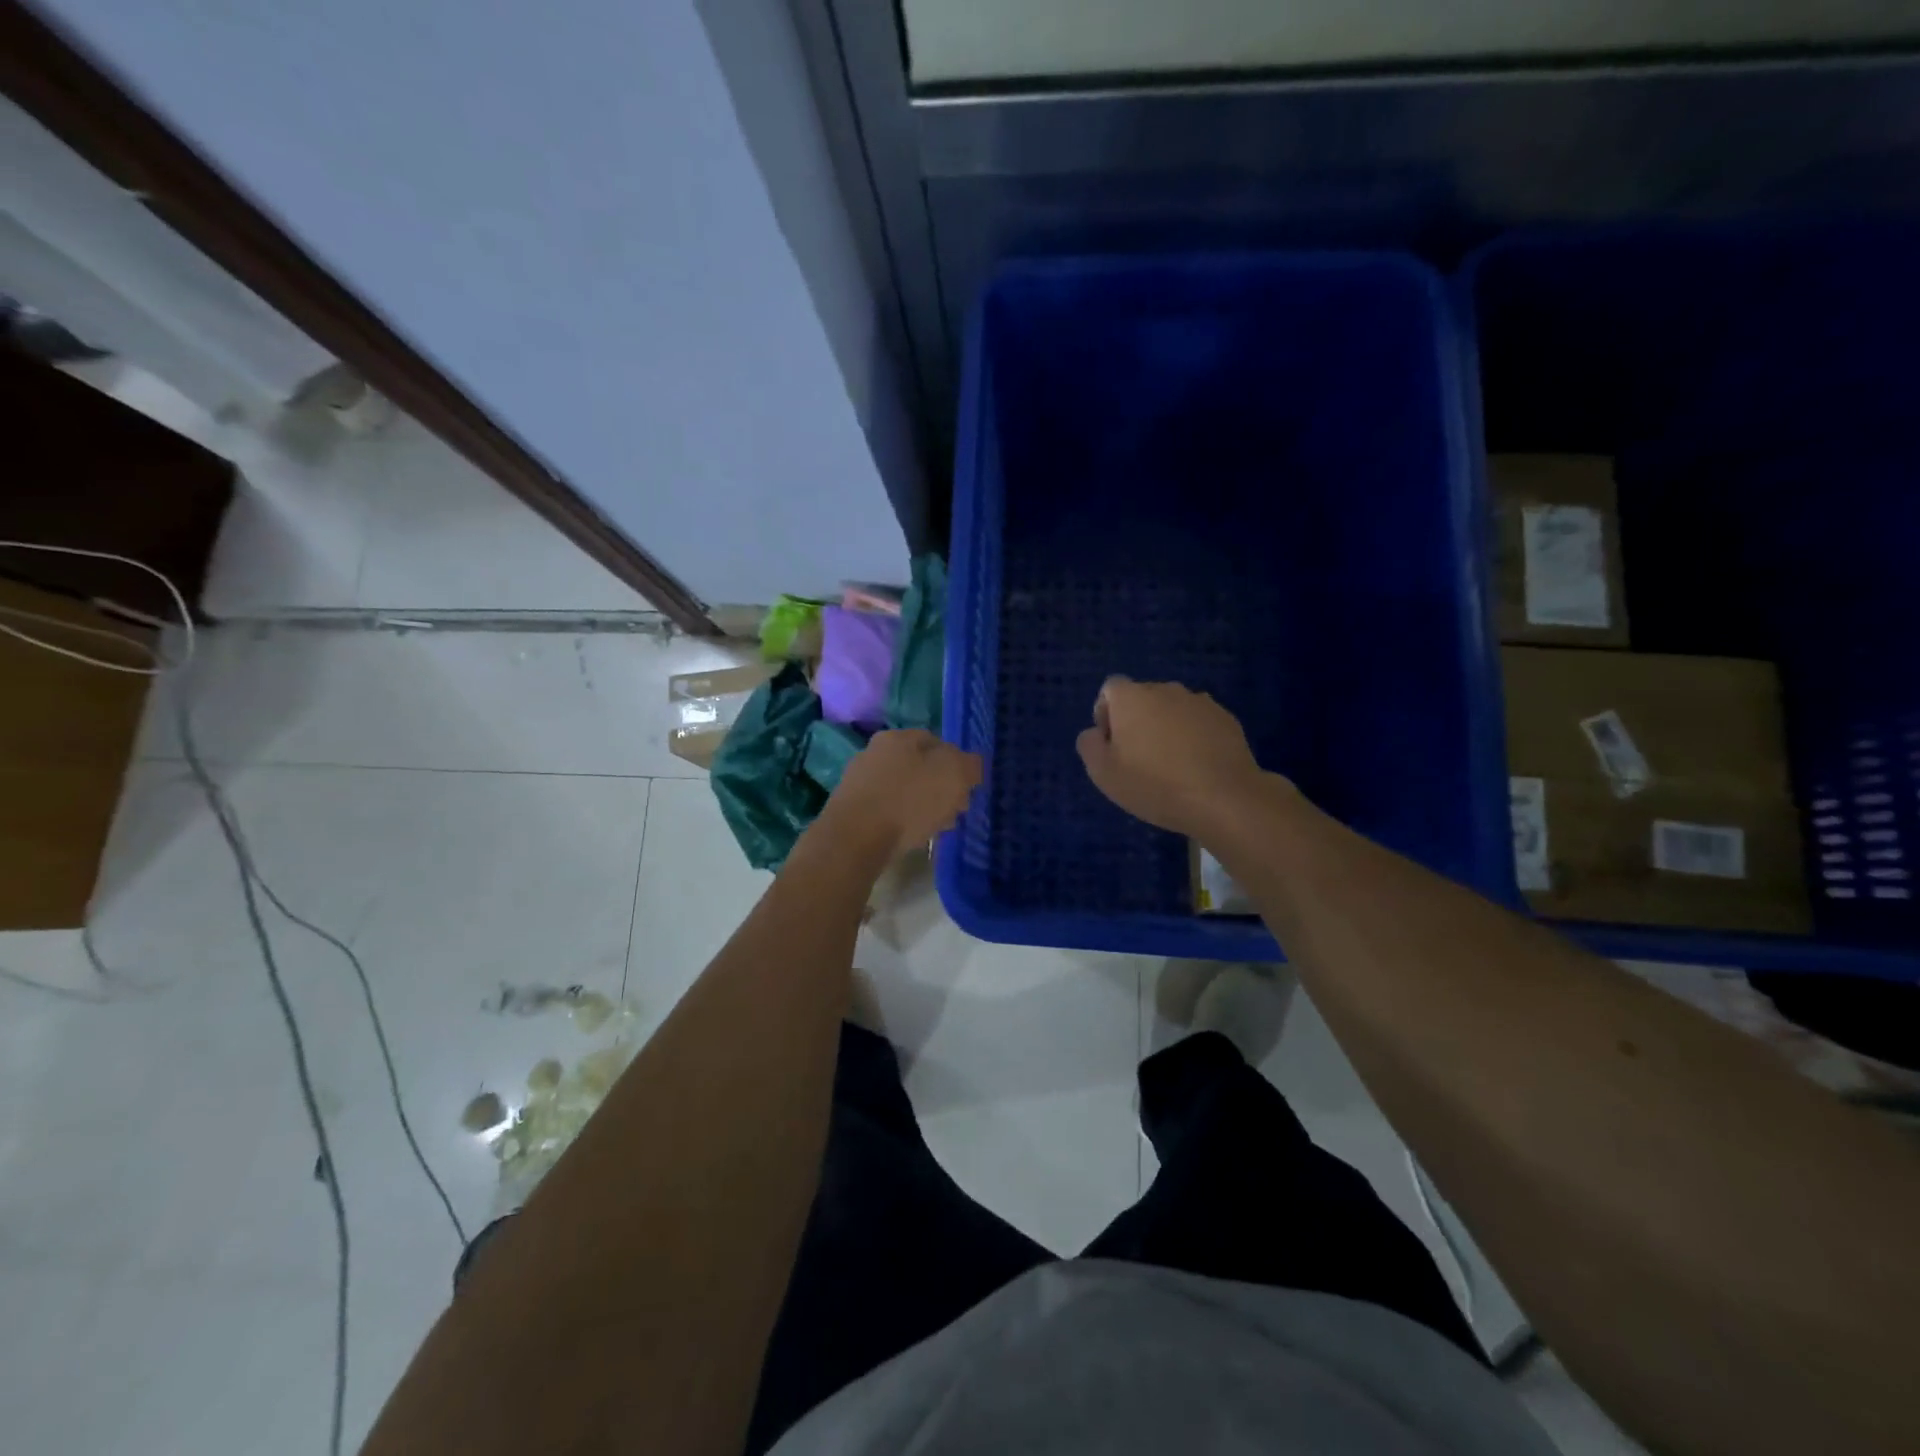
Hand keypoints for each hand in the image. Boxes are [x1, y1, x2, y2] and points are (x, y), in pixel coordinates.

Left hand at [820, 729, 982, 858]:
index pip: (937, 742)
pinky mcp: (850, 808)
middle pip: (919, 767)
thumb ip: (970, 765)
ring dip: (922, 805)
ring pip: (903, 789)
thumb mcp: (954, 775)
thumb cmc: (909, 800)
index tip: (967, 789)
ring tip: (935, 828)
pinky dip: (901, 819)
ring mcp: (859, 780)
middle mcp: (875, 751)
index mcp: (898, 736)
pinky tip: (910, 836)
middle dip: (940, 788)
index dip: (958, 764)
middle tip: (954, 811)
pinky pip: (887, 809)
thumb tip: (971, 764)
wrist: (855, 838)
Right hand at [1076, 677, 1272, 835]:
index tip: (1112, 745)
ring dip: (1166, 728)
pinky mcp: (1226, 719)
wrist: (1224, 798)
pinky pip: (1199, 723)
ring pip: (1173, 710)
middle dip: (1137, 721)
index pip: (1110, 689)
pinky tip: (1196, 767)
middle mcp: (1165, 689)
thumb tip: (1094, 733)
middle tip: (1138, 759)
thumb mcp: (1104, 773)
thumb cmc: (1154, 784)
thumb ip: (1090, 745)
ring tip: (1171, 765)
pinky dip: (1194, 737)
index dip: (1106, 714)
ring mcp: (1200, 702)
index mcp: (1132, 697)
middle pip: (1143, 698)